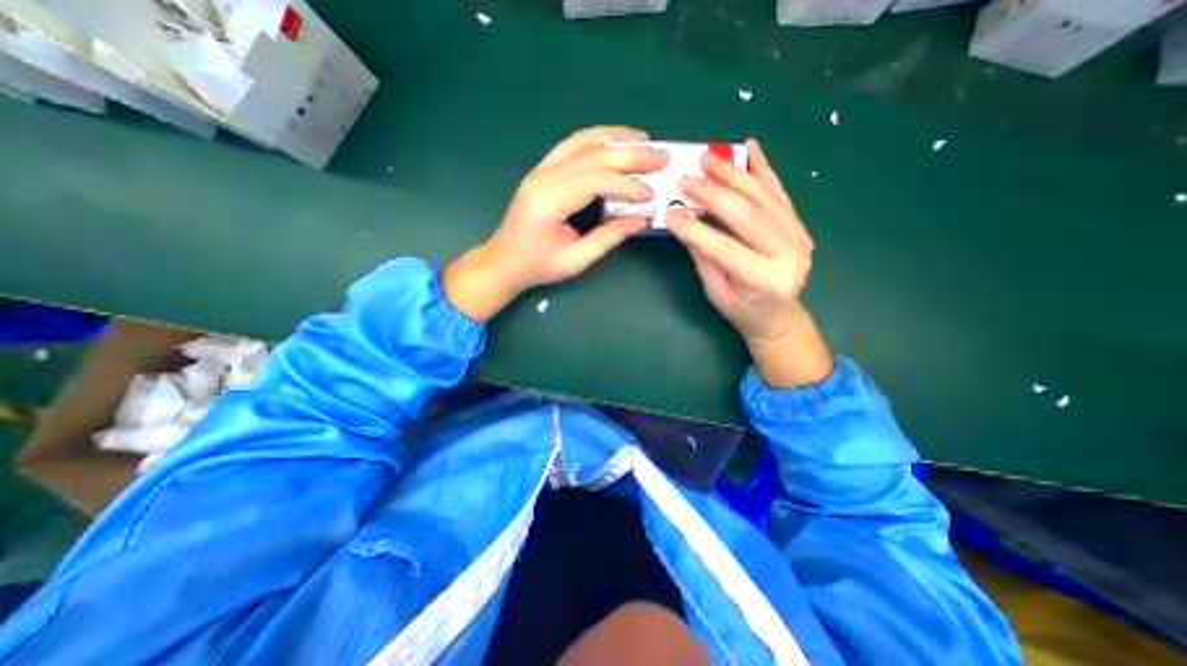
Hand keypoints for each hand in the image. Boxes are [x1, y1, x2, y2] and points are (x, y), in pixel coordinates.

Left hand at [443, 126, 666, 321]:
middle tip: (662, 157)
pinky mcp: (541, 170)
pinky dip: (596, 139)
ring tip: (644, 140)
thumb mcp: (575, 260)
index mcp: (549, 202)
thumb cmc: (537, 266)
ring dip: (615, 138)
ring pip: (582, 142)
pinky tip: (615, 141)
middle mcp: (543, 177)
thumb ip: (608, 238)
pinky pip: (571, 145)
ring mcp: (540, 170)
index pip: (595, 181)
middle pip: (592, 155)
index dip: (627, 185)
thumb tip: (641, 220)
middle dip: (631, 155)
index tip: (651, 195)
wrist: (503, 261)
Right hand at [671, 141, 828, 386]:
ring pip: (763, 197)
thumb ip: (703, 256)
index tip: (669, 213)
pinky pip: (778, 192)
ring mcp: (798, 235)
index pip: (724, 248)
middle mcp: (789, 253)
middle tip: (687, 177)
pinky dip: (763, 169)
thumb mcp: (716, 292)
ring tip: (709, 158)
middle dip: (713, 194)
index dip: (694, 229)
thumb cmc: (742, 311)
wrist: (779, 315)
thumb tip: (684, 220)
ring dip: (734, 174)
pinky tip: (751, 147)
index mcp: (765, 280)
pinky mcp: (798, 224)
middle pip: (747, 215)